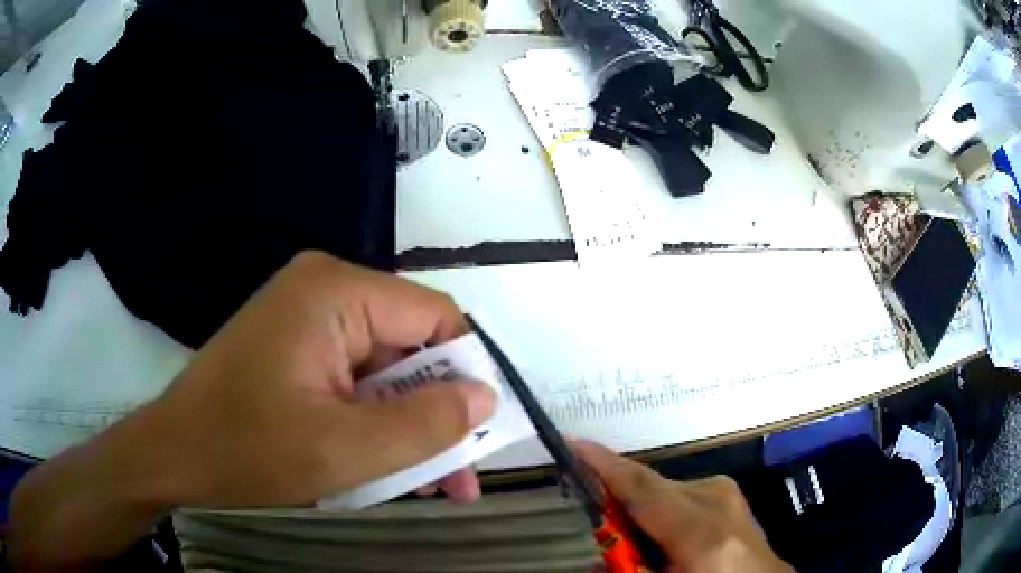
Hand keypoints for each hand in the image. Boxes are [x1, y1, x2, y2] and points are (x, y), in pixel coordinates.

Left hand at [9, 252, 496, 569]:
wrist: (173, 458)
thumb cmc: (246, 452)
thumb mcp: (344, 450)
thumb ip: (425, 423)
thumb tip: (484, 397)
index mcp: (335, 291)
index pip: (434, 317)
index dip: (466, 373)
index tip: (477, 435)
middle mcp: (325, 290)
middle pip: (410, 346)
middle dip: (435, 413)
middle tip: (455, 479)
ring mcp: (307, 319)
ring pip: (385, 371)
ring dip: (406, 427)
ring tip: (422, 485)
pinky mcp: (296, 348)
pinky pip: (356, 382)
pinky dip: (374, 424)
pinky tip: (381, 467)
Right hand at [572, 440, 792, 572]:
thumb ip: (628, 566)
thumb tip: (594, 553)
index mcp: (702, 533)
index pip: (645, 491)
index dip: (605, 466)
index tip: (572, 444)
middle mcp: (717, 501)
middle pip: (650, 486)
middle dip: (614, 495)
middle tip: (587, 507)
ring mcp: (726, 492)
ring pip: (663, 489)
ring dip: (638, 506)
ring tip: (629, 533)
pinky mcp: (728, 491)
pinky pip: (680, 491)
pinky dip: (658, 506)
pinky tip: (657, 530)